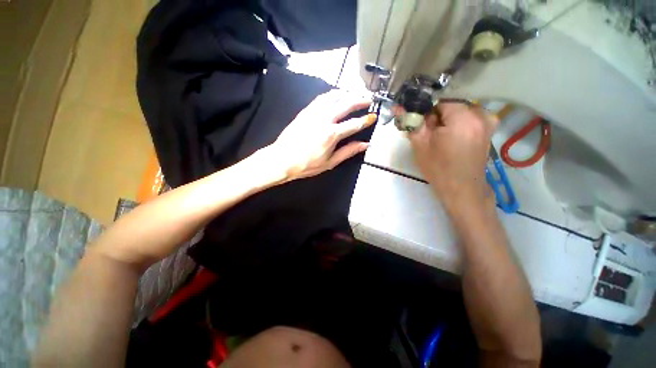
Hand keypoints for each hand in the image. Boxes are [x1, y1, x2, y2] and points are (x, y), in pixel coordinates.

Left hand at [268, 90, 375, 180]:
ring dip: (346, 93)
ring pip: (333, 97)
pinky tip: (336, 94)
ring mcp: (314, 113)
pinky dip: (331, 94)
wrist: (282, 159)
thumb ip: (348, 152)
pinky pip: (321, 98)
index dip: (365, 120)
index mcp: (332, 134)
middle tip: (368, 99)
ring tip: (355, 93)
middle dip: (359, 100)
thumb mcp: (330, 162)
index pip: (354, 124)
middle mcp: (324, 119)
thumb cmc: (307, 165)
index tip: (373, 116)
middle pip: (346, 104)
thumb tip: (365, 145)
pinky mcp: (305, 111)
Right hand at [408, 103, 497, 208]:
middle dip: (437, 117)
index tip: (422, 127)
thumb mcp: (420, 145)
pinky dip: (458, 124)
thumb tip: (398, 106)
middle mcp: (480, 114)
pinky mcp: (489, 129)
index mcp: (463, 117)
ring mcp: (488, 121)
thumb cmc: (438, 168)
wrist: (461, 188)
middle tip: (429, 135)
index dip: (427, 114)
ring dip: (447, 121)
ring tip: (440, 139)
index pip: (439, 102)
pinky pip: (469, 118)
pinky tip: (452, 139)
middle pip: (450, 106)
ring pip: (459, 112)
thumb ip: (411, 123)